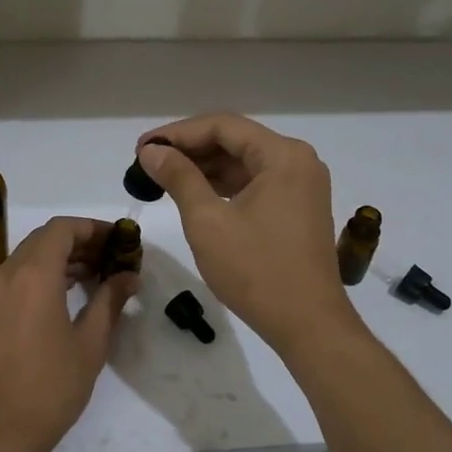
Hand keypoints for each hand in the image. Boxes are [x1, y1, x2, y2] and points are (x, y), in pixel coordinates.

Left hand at [0, 216, 136, 451]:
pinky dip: (37, 277)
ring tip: (90, 279)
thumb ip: (110, 301)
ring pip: (25, 259)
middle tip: (109, 259)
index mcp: (33, 275)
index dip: (92, 228)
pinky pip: (12, 280)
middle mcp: (5, 274)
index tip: (117, 240)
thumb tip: (129, 276)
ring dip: (57, 260)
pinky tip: (60, 300)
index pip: (62, 228)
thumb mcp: (90, 344)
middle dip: (77, 242)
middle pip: (42, 240)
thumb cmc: (49, 388)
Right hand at [136, 115, 358, 353]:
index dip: (178, 133)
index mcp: (283, 155)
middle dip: (190, 149)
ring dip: (205, 168)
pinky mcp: (298, 208)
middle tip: (148, 163)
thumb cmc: (256, 270)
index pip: (222, 126)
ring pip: (244, 163)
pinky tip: (194, 194)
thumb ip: (178, 177)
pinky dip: (224, 186)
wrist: (308, 325)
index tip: (142, 148)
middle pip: (235, 141)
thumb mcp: (208, 221)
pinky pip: (256, 184)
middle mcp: (298, 161)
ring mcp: (302, 186)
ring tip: (163, 178)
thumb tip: (152, 151)